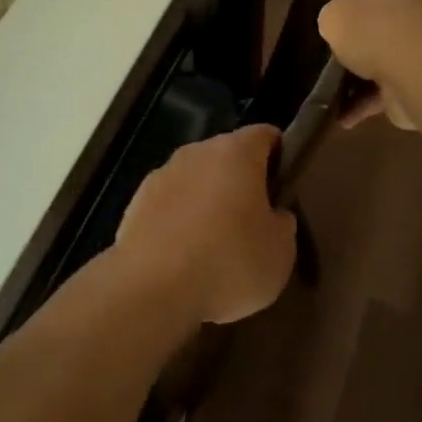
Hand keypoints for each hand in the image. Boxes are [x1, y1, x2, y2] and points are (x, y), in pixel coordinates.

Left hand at [113, 126, 297, 325]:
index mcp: (235, 152)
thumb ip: (281, 223)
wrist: (151, 286)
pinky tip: (184, 256)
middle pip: (227, 156)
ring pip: (195, 179)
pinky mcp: (136, 201)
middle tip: (255, 223)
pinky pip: (170, 204)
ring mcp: (161, 174)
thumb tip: (272, 214)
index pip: (265, 135)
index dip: (280, 155)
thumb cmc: (228, 262)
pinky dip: (180, 221)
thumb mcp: (280, 252)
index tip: (286, 186)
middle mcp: (195, 152)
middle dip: (242, 182)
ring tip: (216, 246)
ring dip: (207, 201)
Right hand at [318, 0, 421, 130]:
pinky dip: (372, 103)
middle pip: (400, 13)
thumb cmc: (377, 26)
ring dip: (370, 71)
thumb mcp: (336, 13)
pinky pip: (396, 89)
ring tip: (336, 85)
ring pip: (397, 53)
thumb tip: (341, 27)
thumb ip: (337, 16)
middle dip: (375, 28)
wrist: (417, 73)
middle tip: (344, 39)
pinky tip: (344, 117)